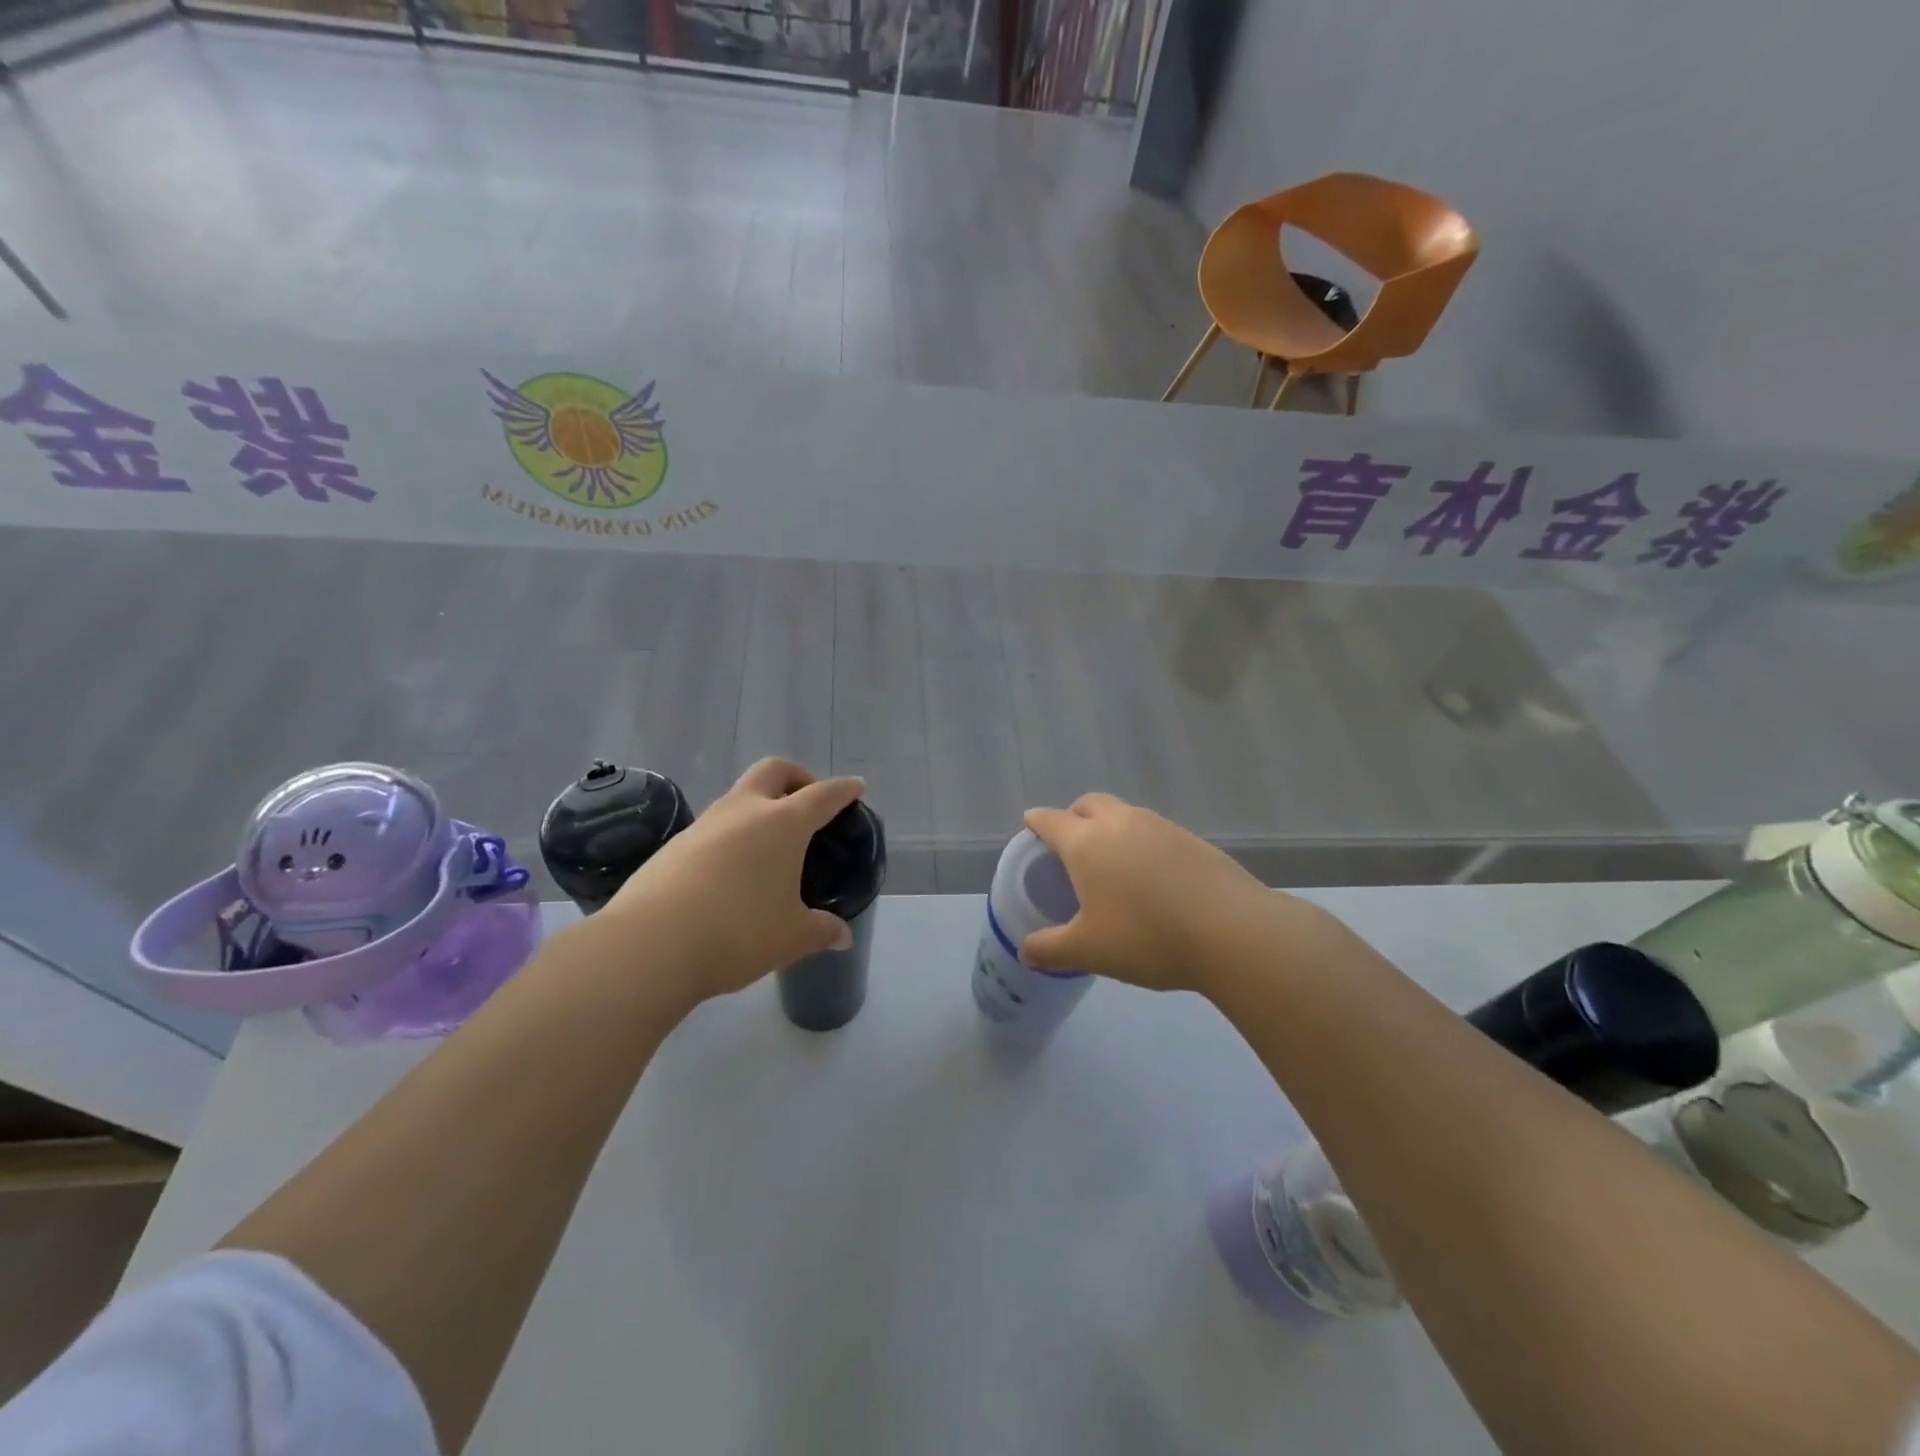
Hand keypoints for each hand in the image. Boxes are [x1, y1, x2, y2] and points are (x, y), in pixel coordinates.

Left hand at [596, 759, 865, 1003]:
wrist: (649, 945)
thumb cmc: (738, 933)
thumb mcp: (792, 937)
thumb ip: (822, 931)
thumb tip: (842, 936)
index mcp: (783, 824)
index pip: (822, 795)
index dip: (843, 790)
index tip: (855, 787)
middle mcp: (744, 811)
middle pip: (774, 771)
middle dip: (797, 777)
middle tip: (808, 803)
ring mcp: (704, 824)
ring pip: (739, 797)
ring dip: (760, 807)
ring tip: (770, 846)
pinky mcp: (674, 845)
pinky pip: (713, 827)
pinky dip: (732, 835)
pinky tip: (732, 872)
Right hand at [1021, 793, 1306, 995]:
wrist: (1232, 932)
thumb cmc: (1147, 938)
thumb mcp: (1089, 951)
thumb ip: (1051, 949)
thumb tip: (1026, 952)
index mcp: (1087, 842)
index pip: (1051, 820)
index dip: (1037, 822)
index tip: (1030, 826)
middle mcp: (1121, 823)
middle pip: (1089, 804)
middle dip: (1074, 816)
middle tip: (1071, 845)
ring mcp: (1160, 827)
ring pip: (1124, 814)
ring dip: (1110, 827)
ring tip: (1112, 863)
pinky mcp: (1192, 839)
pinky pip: (1154, 830)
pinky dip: (1142, 842)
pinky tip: (1152, 876)